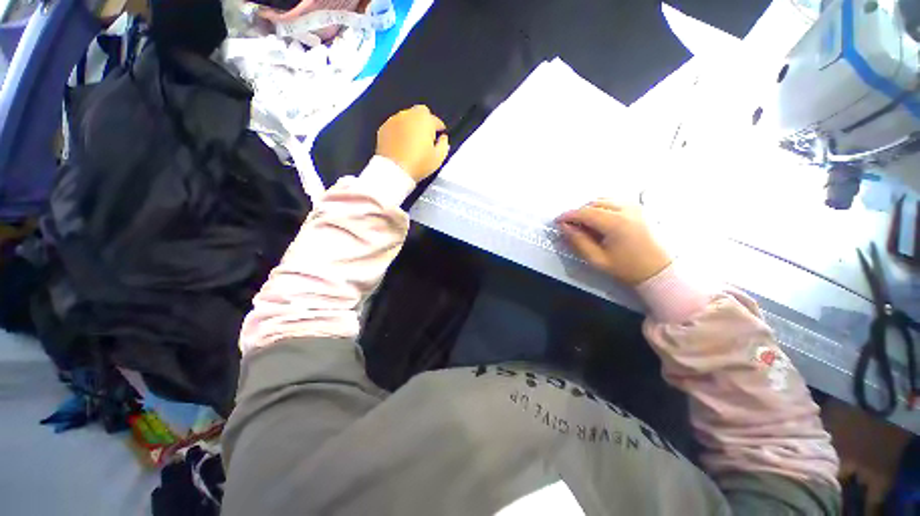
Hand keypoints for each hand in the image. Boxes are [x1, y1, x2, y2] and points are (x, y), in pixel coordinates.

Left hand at [376, 105, 449, 181]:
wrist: (393, 171)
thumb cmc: (419, 164)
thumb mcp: (438, 158)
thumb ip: (444, 145)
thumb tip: (443, 138)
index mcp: (425, 120)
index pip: (436, 120)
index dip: (439, 129)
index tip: (440, 138)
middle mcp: (409, 114)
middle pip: (420, 112)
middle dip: (425, 122)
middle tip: (426, 137)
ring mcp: (394, 120)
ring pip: (406, 118)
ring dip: (411, 125)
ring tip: (412, 141)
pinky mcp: (383, 128)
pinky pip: (395, 125)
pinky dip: (399, 131)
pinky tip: (401, 144)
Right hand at [556, 199, 670, 284]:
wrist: (658, 271)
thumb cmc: (628, 268)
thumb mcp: (597, 259)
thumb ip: (578, 241)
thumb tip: (565, 227)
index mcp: (615, 223)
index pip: (584, 212)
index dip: (567, 216)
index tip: (558, 222)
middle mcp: (626, 210)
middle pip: (593, 204)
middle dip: (578, 213)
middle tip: (571, 226)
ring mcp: (635, 207)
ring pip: (603, 200)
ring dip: (590, 209)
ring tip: (585, 224)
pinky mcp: (640, 208)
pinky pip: (615, 201)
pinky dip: (602, 207)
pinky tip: (600, 220)